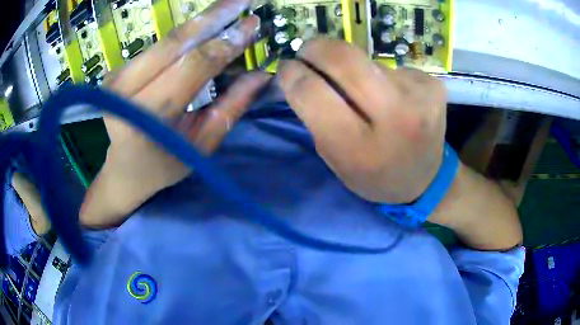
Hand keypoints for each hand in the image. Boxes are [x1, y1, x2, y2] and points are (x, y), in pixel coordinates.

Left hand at [80, 0, 268, 227]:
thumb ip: (230, 107)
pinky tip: (204, 26)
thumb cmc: (163, 166)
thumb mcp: (201, 145)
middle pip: (175, 42)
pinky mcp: (116, 70)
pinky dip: (183, 35)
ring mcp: (116, 78)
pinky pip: (157, 47)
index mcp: (147, 116)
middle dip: (213, 16)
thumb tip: (261, 75)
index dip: (226, 42)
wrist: (123, 171)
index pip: (193, 65)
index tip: (253, 24)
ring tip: (230, 7)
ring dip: (200, 22)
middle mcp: (124, 91)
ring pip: (165, 40)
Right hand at [279, 38, 446, 203]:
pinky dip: (381, 76)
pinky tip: (391, 95)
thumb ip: (315, 117)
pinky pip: (392, 68)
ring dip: (354, 68)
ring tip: (362, 90)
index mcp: (360, 148)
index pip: (313, 93)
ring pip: (368, 61)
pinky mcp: (433, 84)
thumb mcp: (336, 160)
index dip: (292, 74)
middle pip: (343, 58)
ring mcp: (420, 96)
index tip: (287, 68)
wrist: (427, 180)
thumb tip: (299, 72)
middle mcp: (394, 117)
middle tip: (308, 52)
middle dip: (316, 48)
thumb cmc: (374, 175)